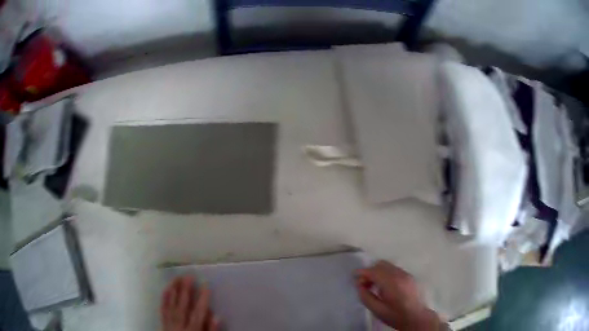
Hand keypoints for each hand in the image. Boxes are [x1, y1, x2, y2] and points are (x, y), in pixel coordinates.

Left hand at [161, 276, 219, 330]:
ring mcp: (169, 325)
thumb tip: (216, 316)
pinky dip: (164, 299)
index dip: (202, 299)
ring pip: (171, 306)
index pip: (198, 313)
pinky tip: (166, 289)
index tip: (205, 285)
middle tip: (189, 276)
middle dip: (186, 291)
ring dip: (174, 291)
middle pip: (182, 307)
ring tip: (177, 278)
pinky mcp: (162, 325)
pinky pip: (162, 310)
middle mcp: (179, 326)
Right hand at [356, 261, 441, 330]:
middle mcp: (400, 275)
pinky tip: (384, 286)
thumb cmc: (395, 315)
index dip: (362, 272)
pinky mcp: (409, 276)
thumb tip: (359, 286)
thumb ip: (366, 297)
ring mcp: (406, 274)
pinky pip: (394, 269)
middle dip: (370, 271)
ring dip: (378, 271)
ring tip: (373, 285)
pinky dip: (386, 273)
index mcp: (391, 283)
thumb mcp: (377, 310)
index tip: (354, 275)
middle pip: (381, 264)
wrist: (416, 317)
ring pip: (388, 266)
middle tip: (363, 283)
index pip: (374, 271)